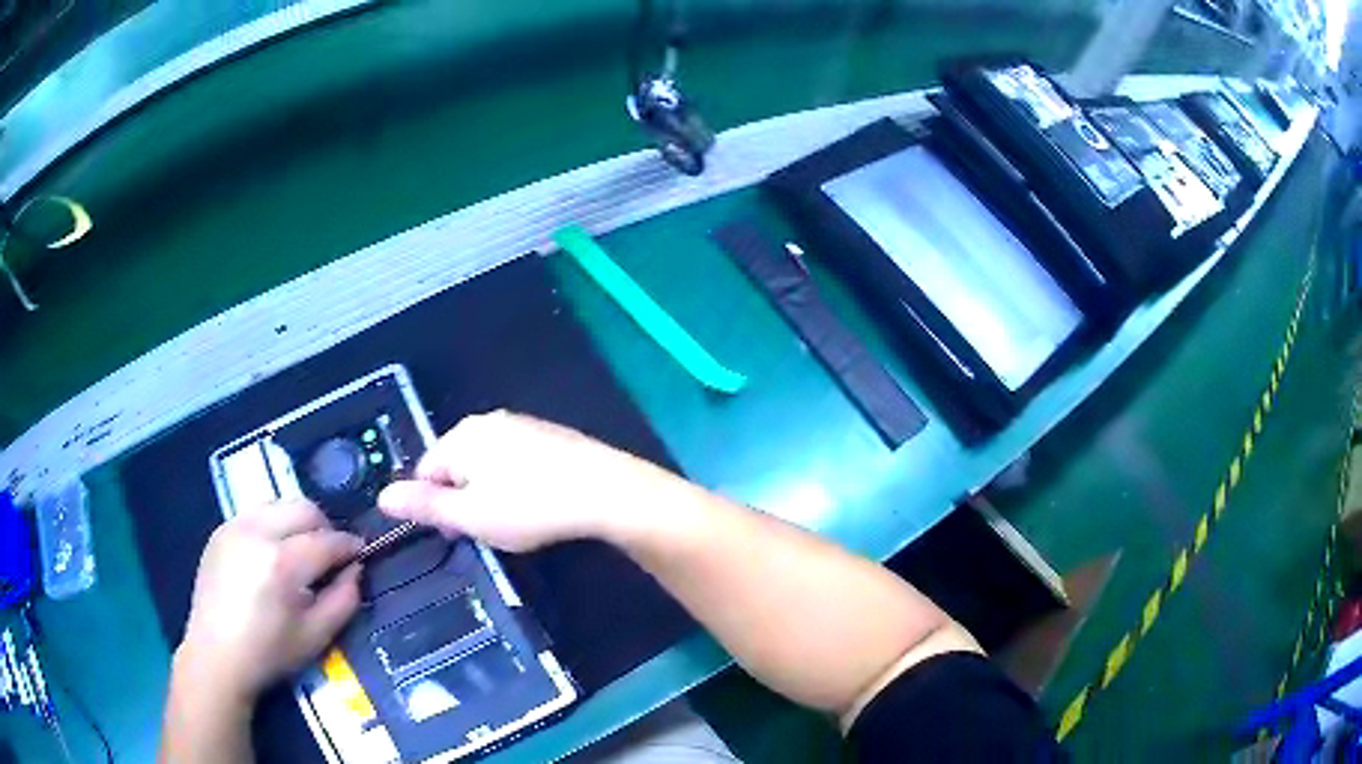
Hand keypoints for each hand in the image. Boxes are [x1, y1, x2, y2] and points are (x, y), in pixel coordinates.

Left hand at [176, 501, 362, 702]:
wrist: (217, 655)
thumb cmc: (270, 652)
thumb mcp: (317, 636)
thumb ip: (344, 599)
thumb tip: (356, 570)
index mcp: (283, 563)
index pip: (327, 540)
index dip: (349, 545)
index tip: (361, 554)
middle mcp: (258, 532)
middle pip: (303, 508)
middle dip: (325, 527)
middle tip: (331, 553)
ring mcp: (235, 527)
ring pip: (279, 504)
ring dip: (297, 522)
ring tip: (301, 550)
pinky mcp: (221, 530)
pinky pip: (256, 513)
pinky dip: (273, 525)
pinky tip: (272, 554)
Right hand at [378, 410, 665, 551]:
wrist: (603, 490)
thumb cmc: (529, 507)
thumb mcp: (470, 516)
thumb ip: (425, 506)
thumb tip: (382, 497)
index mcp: (461, 437)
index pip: (426, 471)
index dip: (436, 507)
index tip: (461, 532)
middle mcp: (487, 421)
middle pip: (456, 465)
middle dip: (464, 498)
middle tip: (490, 529)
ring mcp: (521, 424)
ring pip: (487, 464)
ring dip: (491, 492)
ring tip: (517, 520)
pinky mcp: (549, 435)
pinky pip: (516, 461)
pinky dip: (518, 482)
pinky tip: (539, 502)